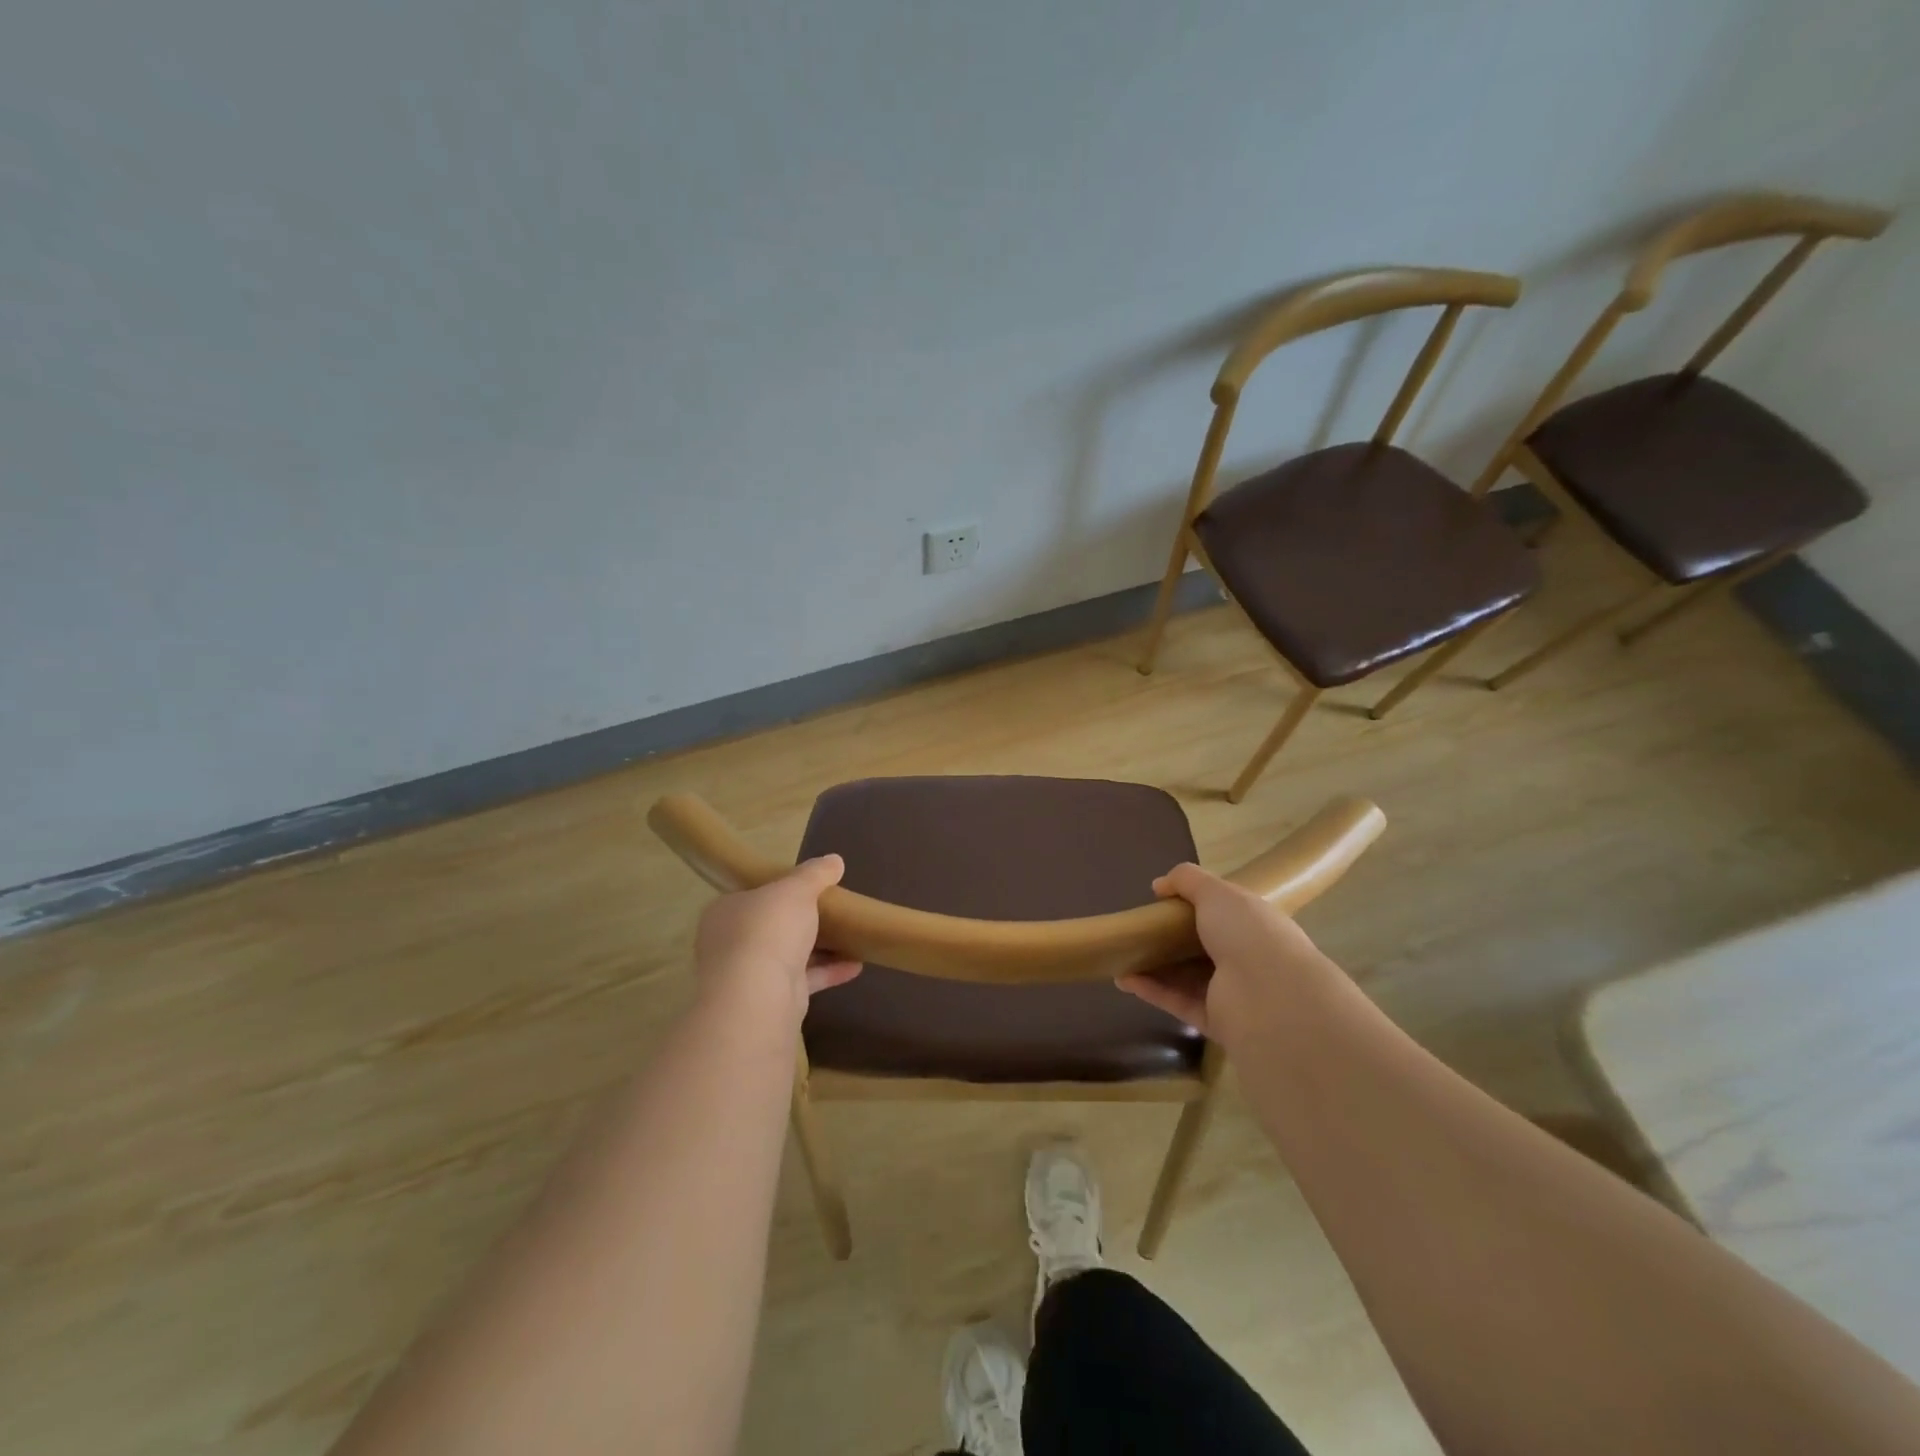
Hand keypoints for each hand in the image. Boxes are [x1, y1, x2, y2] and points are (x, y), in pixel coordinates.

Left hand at [693, 856, 861, 1026]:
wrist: (758, 996)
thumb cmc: (768, 929)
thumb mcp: (796, 889)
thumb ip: (815, 874)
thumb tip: (834, 860)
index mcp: (726, 911)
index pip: (753, 895)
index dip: (779, 889)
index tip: (807, 886)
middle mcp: (732, 943)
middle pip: (772, 926)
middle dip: (802, 920)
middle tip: (832, 910)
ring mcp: (750, 974)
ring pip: (789, 954)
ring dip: (820, 947)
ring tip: (851, 936)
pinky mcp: (772, 999)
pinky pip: (804, 979)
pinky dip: (829, 971)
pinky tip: (856, 965)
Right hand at [1118, 862, 1333, 1047]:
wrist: (1269, 996)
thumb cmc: (1247, 933)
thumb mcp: (1216, 892)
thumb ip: (1187, 880)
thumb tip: (1159, 885)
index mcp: (1254, 924)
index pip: (1224, 913)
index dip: (1195, 905)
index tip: (1162, 902)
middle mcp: (1247, 958)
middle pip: (1201, 947)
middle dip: (1170, 939)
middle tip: (1137, 930)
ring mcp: (1232, 993)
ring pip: (1186, 977)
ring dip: (1154, 967)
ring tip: (1120, 956)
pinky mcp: (1215, 1021)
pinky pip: (1178, 1002)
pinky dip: (1152, 991)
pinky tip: (1124, 978)